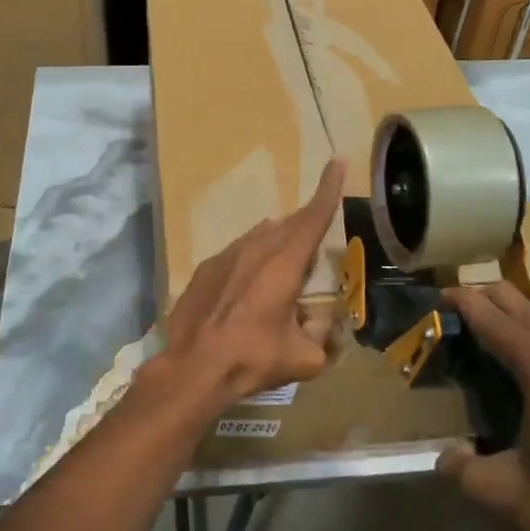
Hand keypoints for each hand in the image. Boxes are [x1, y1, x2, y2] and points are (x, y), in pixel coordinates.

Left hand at [152, 159, 345, 413]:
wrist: (192, 368)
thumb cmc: (252, 359)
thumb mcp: (303, 358)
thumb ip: (322, 337)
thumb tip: (325, 326)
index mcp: (284, 263)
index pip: (314, 217)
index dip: (329, 189)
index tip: (337, 161)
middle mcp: (256, 249)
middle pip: (289, 224)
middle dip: (307, 221)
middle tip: (320, 224)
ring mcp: (226, 256)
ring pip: (261, 236)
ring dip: (279, 240)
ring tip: (287, 258)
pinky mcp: (205, 269)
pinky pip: (237, 251)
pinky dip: (252, 257)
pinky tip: (250, 279)